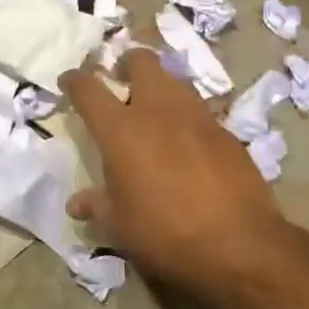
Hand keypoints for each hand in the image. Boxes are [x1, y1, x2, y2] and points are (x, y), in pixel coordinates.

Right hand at [60, 49, 288, 292]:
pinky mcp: (226, 133)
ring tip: (154, 110)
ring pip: (175, 81)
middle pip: (141, 62)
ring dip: (160, 86)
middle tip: (120, 80)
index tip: (69, 80)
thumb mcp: (120, 227)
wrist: (239, 245)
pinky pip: (200, 112)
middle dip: (127, 63)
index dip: (75, 81)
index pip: (89, 90)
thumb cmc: (165, 235)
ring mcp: (197, 117)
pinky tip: (188, 143)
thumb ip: (98, 206)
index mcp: (122, 130)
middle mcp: (158, 111)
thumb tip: (77, 204)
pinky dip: (187, 118)